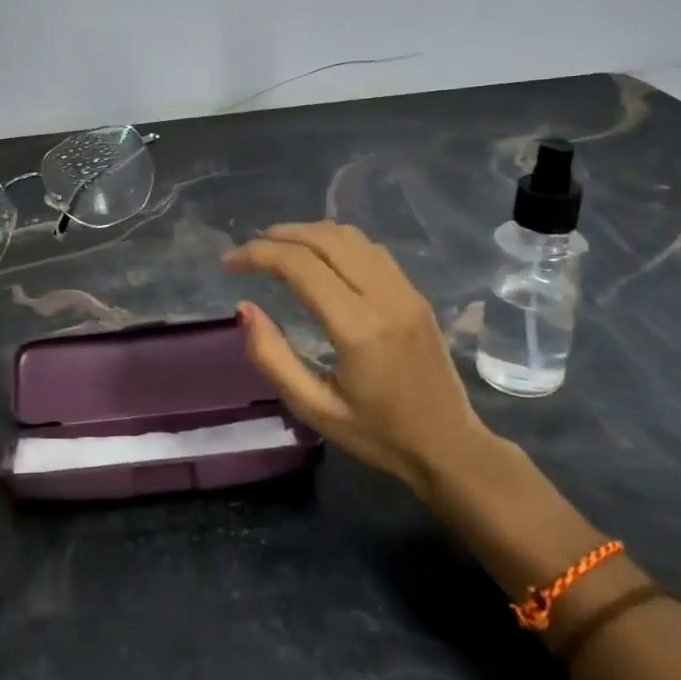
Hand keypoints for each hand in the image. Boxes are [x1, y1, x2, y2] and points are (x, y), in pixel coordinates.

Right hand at [225, 222, 510, 503]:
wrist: (449, 446)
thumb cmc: (377, 434)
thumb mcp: (314, 408)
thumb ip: (273, 357)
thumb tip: (244, 308)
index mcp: (358, 328)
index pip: (301, 266)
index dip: (259, 255)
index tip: (231, 264)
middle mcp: (385, 297)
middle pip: (326, 239)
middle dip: (280, 236)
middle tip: (249, 250)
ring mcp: (405, 291)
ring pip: (351, 237)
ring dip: (308, 233)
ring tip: (277, 246)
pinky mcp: (415, 293)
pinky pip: (371, 250)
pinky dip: (336, 241)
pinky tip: (319, 256)